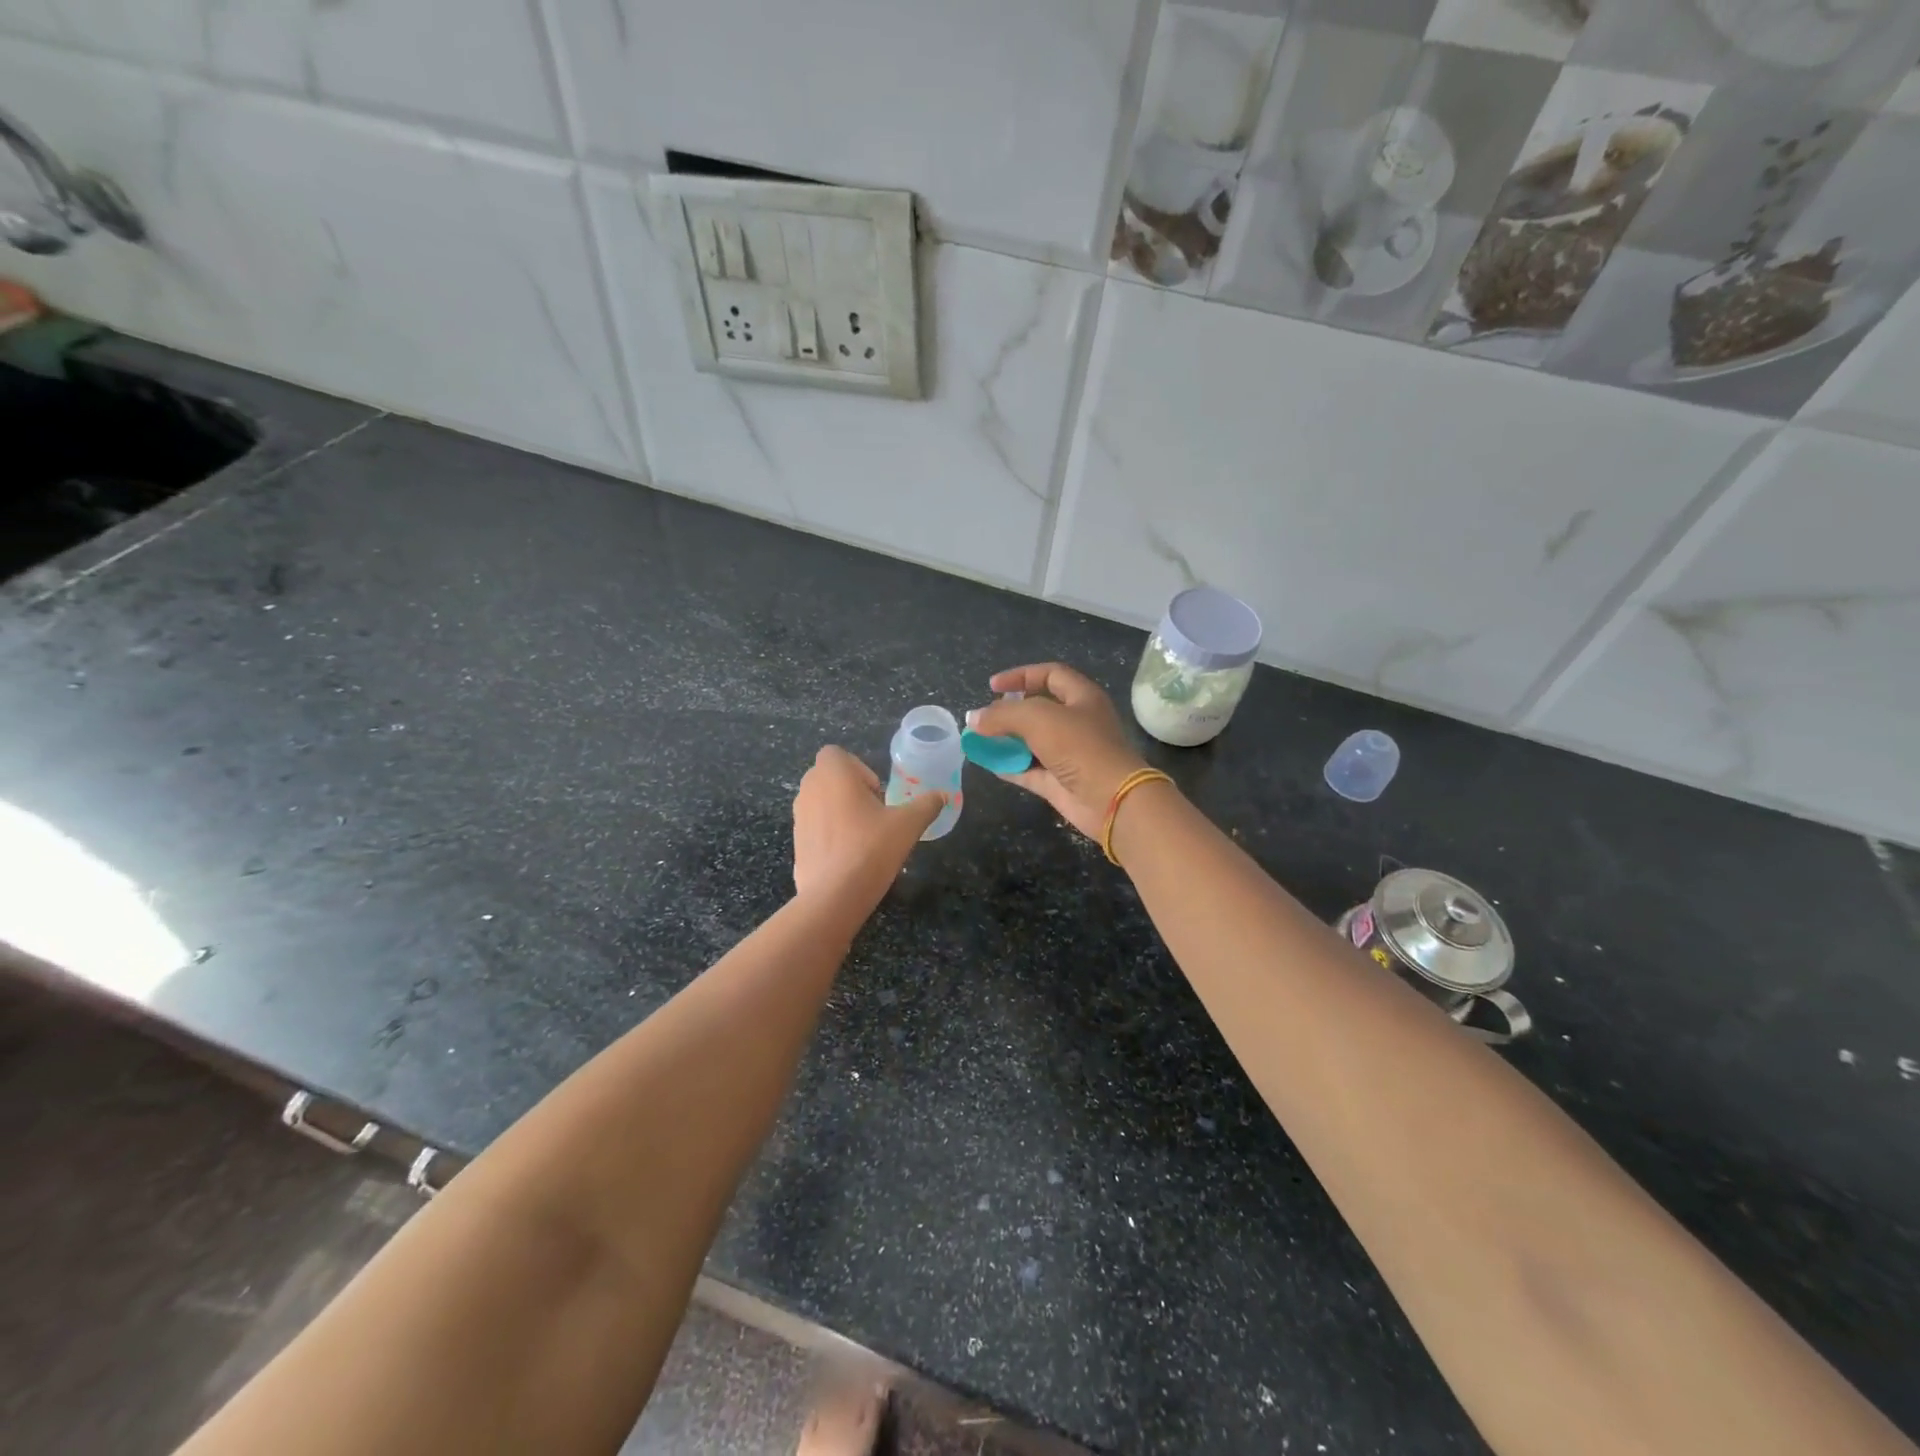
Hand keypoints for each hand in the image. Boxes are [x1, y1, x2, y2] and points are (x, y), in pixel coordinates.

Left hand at [792, 746, 944, 906]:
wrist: (834, 895)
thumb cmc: (871, 848)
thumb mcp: (908, 824)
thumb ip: (927, 805)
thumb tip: (944, 795)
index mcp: (832, 774)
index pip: (836, 754)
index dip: (859, 769)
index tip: (877, 793)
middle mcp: (809, 789)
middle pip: (828, 777)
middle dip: (851, 789)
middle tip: (875, 813)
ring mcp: (799, 816)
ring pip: (820, 802)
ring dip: (840, 810)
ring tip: (864, 835)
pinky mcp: (796, 842)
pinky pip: (815, 827)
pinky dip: (830, 833)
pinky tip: (849, 856)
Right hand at [966, 663, 1150, 840]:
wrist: (1111, 800)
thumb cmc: (1080, 747)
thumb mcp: (1038, 719)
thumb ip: (1002, 715)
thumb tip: (973, 718)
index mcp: (1082, 697)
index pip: (1050, 675)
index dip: (1021, 676)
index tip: (992, 686)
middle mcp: (1078, 722)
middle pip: (1040, 708)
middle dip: (1010, 711)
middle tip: (986, 717)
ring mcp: (1070, 754)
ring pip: (1033, 741)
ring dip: (1007, 740)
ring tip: (980, 740)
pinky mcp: (1061, 781)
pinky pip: (1031, 769)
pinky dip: (1011, 766)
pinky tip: (989, 764)